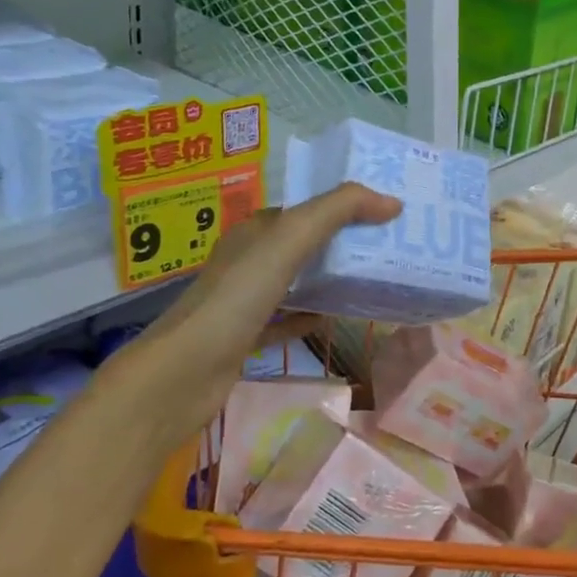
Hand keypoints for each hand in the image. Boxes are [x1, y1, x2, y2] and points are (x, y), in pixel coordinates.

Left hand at [107, 183, 400, 390]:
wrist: (184, 374)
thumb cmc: (237, 297)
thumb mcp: (290, 239)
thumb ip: (338, 211)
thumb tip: (392, 201)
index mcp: (254, 231)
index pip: (303, 208)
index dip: (340, 205)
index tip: (383, 211)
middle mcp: (246, 261)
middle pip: (301, 244)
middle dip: (339, 242)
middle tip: (387, 246)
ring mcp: (243, 301)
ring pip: (294, 282)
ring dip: (327, 279)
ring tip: (371, 280)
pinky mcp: (244, 338)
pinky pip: (284, 321)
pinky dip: (308, 317)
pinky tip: (332, 320)